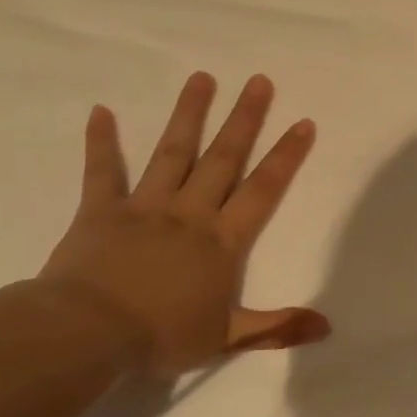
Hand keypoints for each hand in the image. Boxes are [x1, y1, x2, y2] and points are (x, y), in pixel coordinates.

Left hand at [40, 72, 329, 376]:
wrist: (88, 333)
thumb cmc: (162, 336)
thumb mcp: (227, 338)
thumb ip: (277, 327)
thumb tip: (328, 326)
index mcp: (222, 241)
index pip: (262, 190)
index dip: (285, 156)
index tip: (303, 122)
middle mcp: (189, 213)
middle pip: (223, 158)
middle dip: (244, 119)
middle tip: (259, 81)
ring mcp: (144, 207)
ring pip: (172, 153)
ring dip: (188, 115)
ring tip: (202, 78)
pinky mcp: (101, 211)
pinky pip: (102, 171)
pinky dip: (101, 141)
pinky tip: (100, 110)